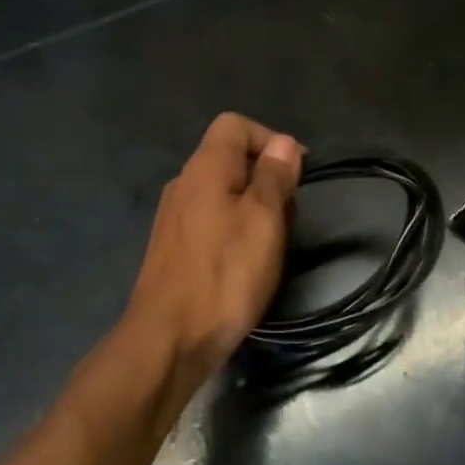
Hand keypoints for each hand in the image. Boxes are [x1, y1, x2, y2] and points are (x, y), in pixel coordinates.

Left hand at [125, 113, 303, 382]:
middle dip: (266, 178)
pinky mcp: (172, 247)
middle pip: (230, 158)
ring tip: (271, 245)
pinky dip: (234, 230)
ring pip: (223, 192)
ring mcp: (174, 217)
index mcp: (205, 168)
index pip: (235, 124)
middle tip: (287, 217)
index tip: (295, 174)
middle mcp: (184, 184)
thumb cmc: (225, 275)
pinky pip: (210, 220)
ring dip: (253, 208)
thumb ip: (274, 176)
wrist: (169, 340)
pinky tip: (244, 264)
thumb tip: (283, 143)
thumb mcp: (263, 220)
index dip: (270, 139)